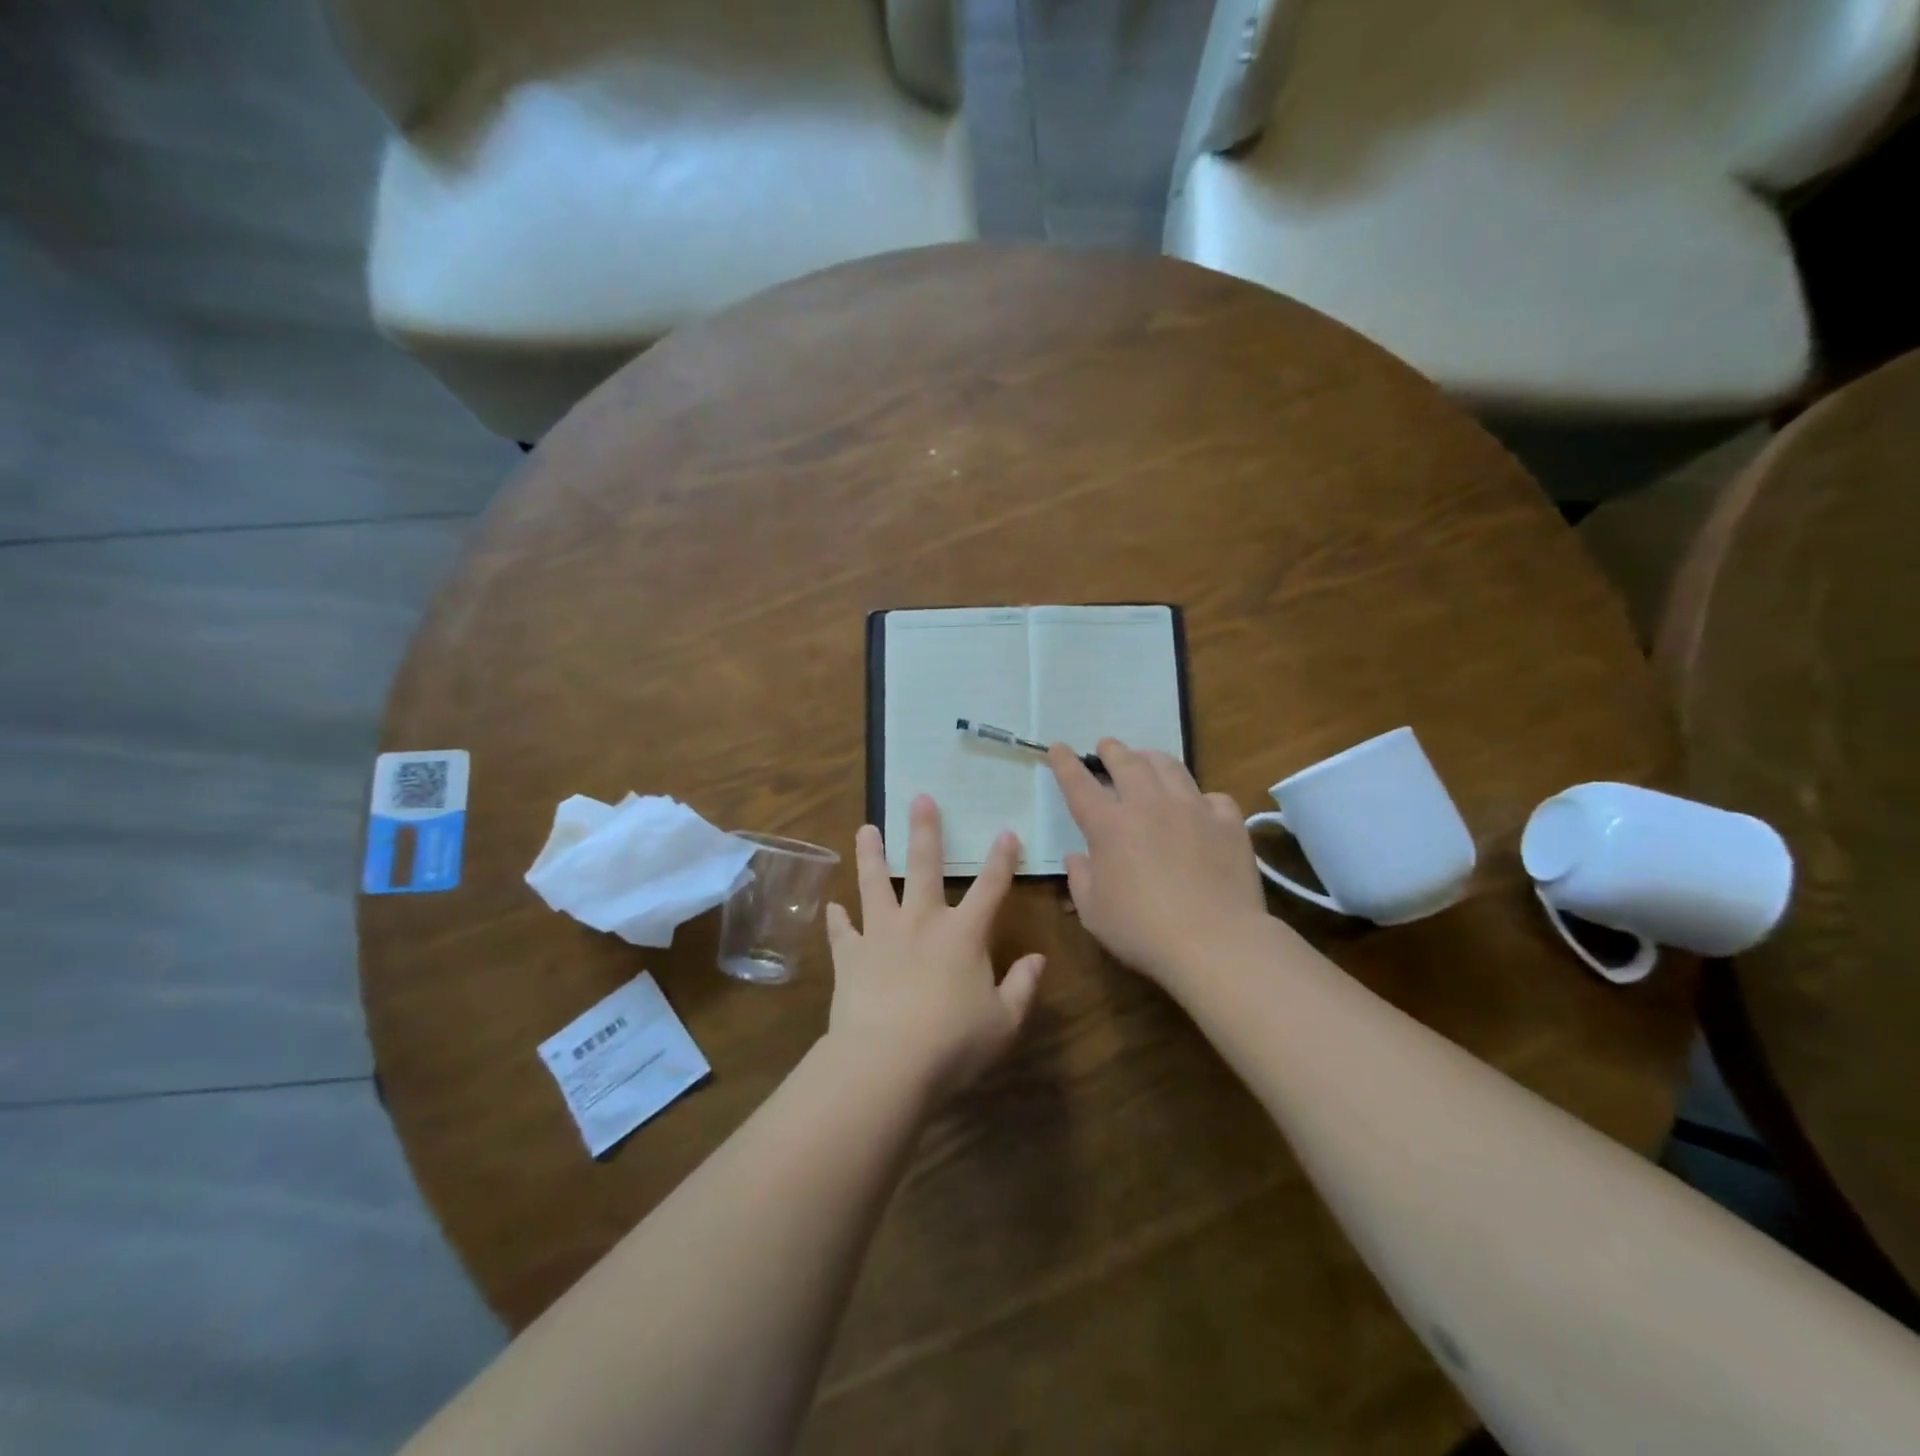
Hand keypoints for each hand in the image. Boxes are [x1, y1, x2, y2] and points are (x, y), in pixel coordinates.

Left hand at [825, 796, 1044, 1099]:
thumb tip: (1039, 960)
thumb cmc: (954, 1043)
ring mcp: (881, 934)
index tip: (1006, 832)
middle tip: (918, 798)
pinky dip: (836, 919)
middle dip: (924, 830)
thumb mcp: (1004, 1022)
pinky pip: (841, 931)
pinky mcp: (850, 956)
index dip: (1002, 859)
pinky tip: (831, 906)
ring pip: (875, 884)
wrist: (887, 1061)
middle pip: (924, 866)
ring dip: (871, 855)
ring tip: (865, 828)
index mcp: (964, 934)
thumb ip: (1023, 987)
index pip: (991, 887)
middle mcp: (921, 922)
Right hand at [1049, 740, 1271, 988]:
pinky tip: (1200, 805)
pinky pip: (1213, 796)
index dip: (1065, 763)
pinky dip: (1201, 796)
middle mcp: (1148, 805)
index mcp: (1109, 825)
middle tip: (1107, 747)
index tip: (1057, 747)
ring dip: (1152, 758)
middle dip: (1112, 750)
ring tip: (1147, 759)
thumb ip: (1080, 879)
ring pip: (1170, 767)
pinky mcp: (1228, 823)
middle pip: (1127, 763)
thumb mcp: (1093, 912)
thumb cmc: (1142, 931)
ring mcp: (1192, 809)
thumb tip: (1078, 857)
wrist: (1215, 942)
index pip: (1079, 784)